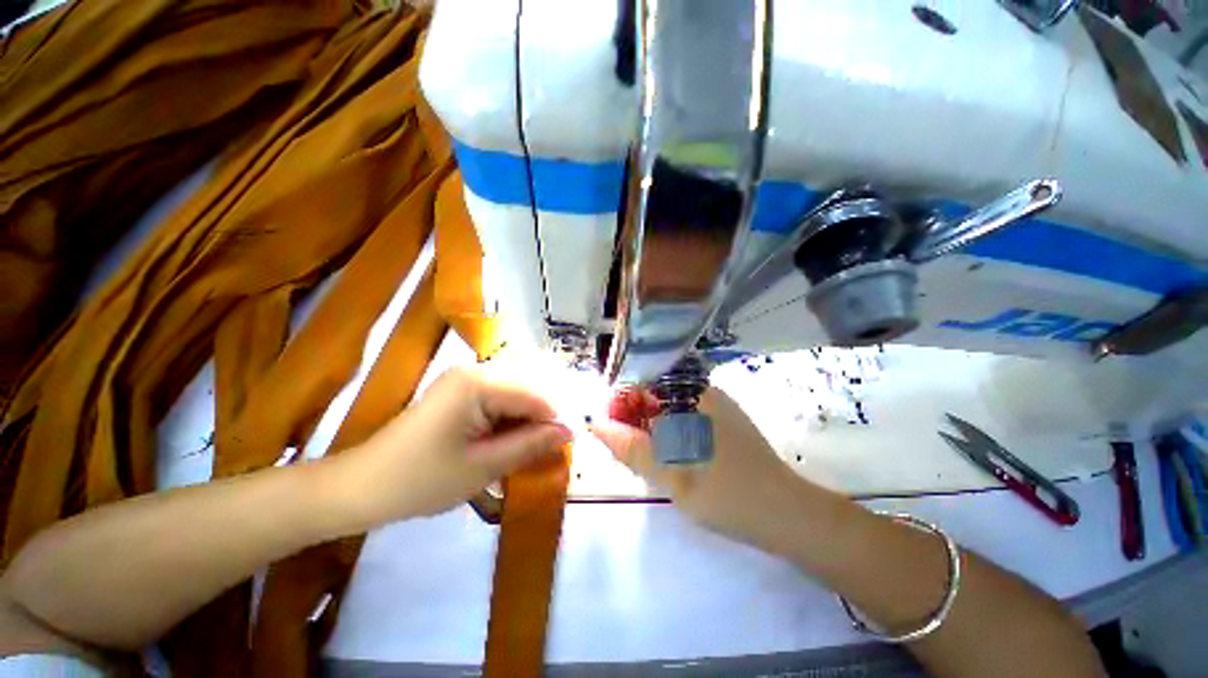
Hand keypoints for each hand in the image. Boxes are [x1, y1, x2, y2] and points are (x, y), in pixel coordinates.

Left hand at [332, 366, 572, 525]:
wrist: (362, 487)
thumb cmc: (420, 481)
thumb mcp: (483, 467)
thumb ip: (531, 444)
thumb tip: (570, 431)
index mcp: (478, 382)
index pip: (535, 392)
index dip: (556, 418)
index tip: (570, 444)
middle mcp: (475, 370)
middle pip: (528, 387)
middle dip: (544, 417)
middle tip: (552, 448)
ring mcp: (467, 379)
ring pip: (517, 393)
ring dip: (529, 420)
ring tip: (534, 448)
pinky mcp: (461, 391)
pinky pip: (501, 399)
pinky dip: (513, 420)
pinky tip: (513, 441)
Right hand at [590, 387, 802, 549]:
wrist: (787, 515)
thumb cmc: (726, 494)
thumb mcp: (670, 473)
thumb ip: (630, 447)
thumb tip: (595, 424)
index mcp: (692, 393)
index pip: (641, 381)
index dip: (618, 402)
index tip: (606, 429)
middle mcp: (703, 390)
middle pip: (653, 392)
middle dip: (631, 416)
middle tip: (620, 448)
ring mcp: (714, 405)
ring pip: (666, 406)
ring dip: (647, 425)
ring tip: (637, 454)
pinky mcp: (721, 421)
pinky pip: (682, 417)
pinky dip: (665, 431)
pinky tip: (662, 454)